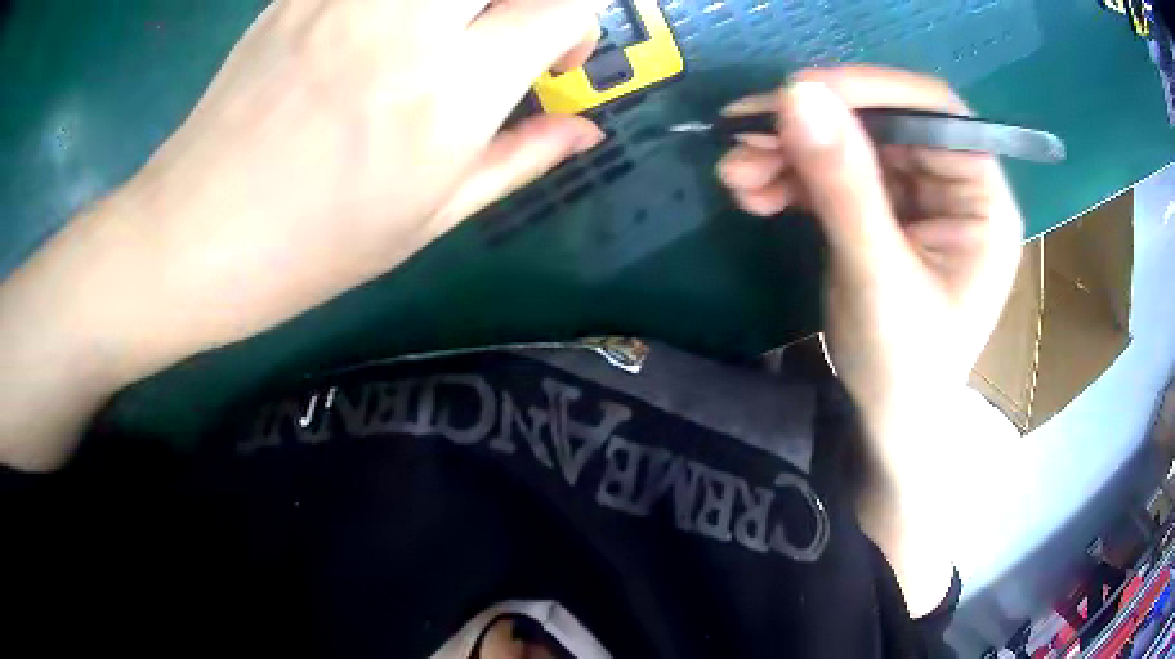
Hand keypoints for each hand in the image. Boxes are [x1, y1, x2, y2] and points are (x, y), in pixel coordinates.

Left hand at [0, 0, 603, 470]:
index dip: (581, 23)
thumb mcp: (428, 219)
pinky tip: (384, 29)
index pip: (564, 5)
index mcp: (450, 91)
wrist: (193, 237)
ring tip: (447, 30)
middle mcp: (407, 21)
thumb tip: (587, 130)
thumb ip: (521, 159)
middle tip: (506, 29)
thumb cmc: (310, 249)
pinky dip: (401, 5)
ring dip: (464, 3)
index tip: (556, 56)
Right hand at [717, 66, 1022, 614]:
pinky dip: (788, 176)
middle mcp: (952, 187)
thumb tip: (797, 95)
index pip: (935, 112)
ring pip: (848, 143)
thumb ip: (845, 188)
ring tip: (735, 173)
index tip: (799, 92)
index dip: (870, 90)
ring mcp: (914, 197)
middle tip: (744, 132)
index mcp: (982, 201)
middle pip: (882, 123)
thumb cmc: (904, 369)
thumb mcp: (878, 280)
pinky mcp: (879, 210)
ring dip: (788, 151)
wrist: (884, 422)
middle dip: (812, 126)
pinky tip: (751, 191)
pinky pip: (831, 172)